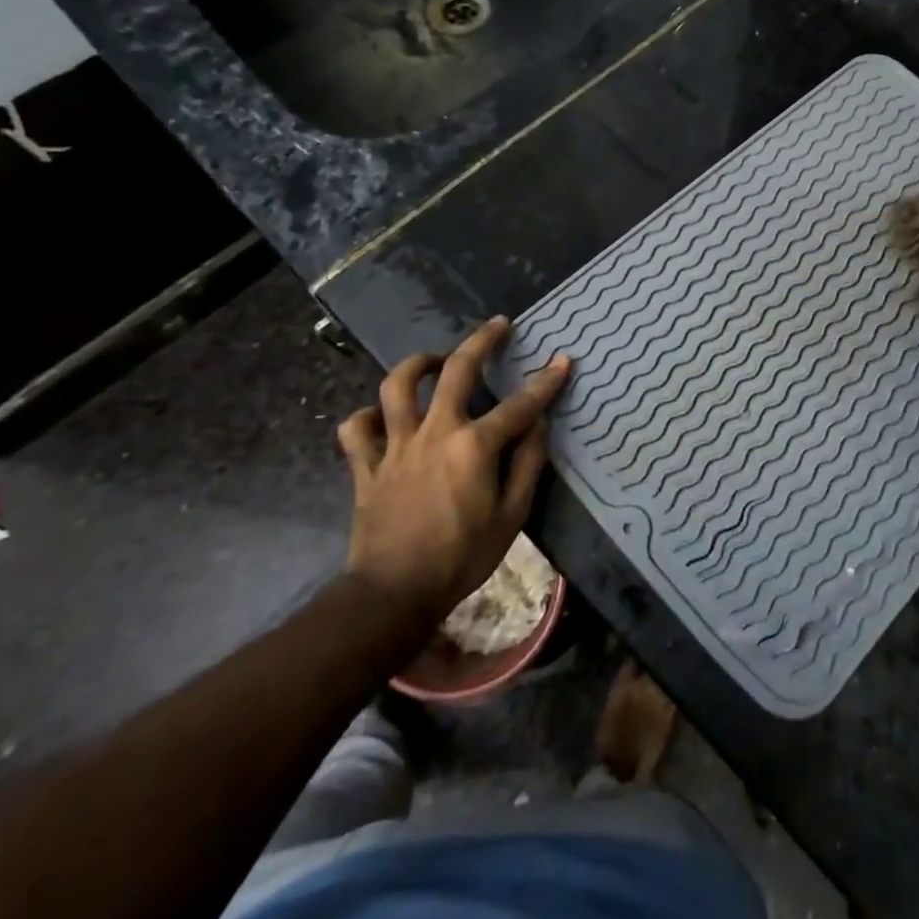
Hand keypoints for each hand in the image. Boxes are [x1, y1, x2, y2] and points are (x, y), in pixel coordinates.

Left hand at [337, 317, 571, 616]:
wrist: (394, 594)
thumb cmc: (462, 557)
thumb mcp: (512, 516)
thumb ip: (528, 464)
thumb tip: (539, 426)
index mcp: (474, 446)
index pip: (520, 405)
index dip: (546, 381)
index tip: (562, 360)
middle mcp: (435, 433)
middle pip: (456, 371)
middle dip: (481, 341)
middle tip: (498, 325)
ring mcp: (395, 446)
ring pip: (396, 387)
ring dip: (416, 364)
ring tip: (434, 360)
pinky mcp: (366, 466)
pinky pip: (356, 430)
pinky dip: (365, 417)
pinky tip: (380, 417)